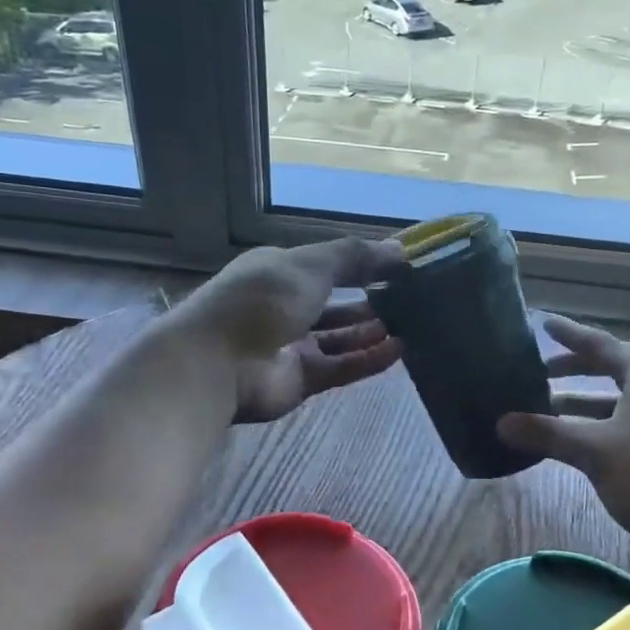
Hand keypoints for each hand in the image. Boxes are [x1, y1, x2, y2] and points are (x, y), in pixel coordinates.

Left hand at [177, 238, 405, 423]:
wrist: (218, 363)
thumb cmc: (262, 300)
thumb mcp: (311, 265)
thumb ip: (355, 257)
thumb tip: (399, 249)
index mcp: (279, 272)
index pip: (325, 266)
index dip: (359, 265)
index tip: (397, 268)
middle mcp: (285, 307)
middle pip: (334, 304)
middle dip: (368, 301)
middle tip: (410, 299)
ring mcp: (292, 346)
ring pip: (340, 338)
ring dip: (371, 332)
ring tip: (410, 324)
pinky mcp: (301, 380)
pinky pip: (341, 367)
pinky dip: (368, 359)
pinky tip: (399, 350)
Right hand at [497, 315, 629, 572]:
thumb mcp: (594, 452)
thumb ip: (548, 433)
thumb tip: (501, 423)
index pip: (603, 345)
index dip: (571, 335)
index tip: (545, 324)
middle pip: (612, 370)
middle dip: (574, 370)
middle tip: (539, 372)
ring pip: (616, 402)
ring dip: (582, 404)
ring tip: (546, 410)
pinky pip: (623, 425)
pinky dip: (596, 427)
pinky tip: (574, 444)